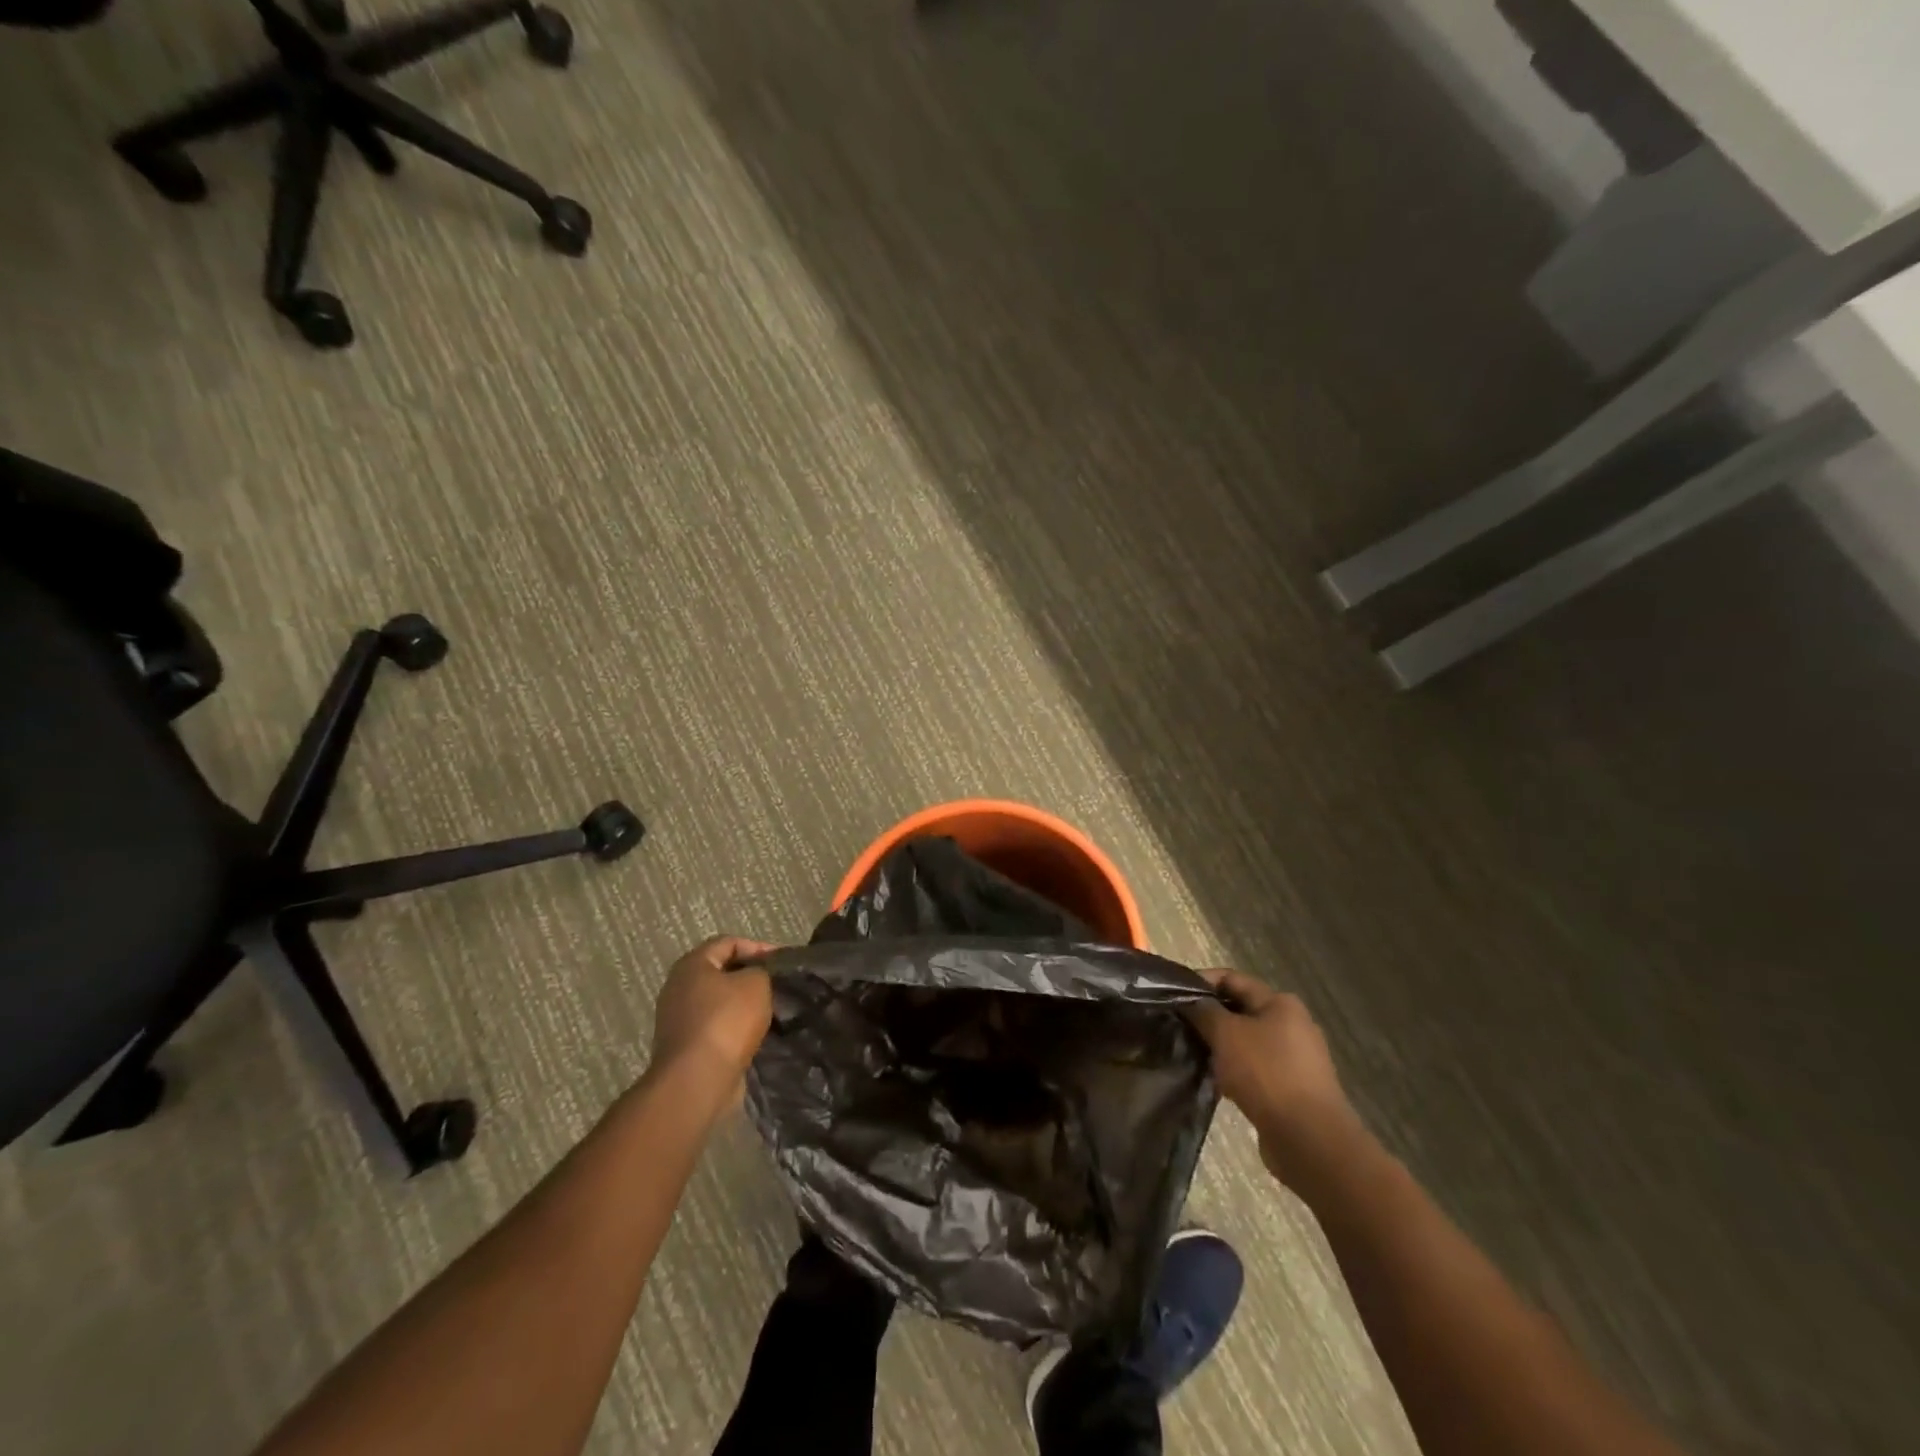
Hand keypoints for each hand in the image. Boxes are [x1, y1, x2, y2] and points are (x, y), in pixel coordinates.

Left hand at [649, 936, 775, 1089]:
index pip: (728, 943)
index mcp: (692, 965)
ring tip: (773, 1010)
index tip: (783, 962)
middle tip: (778, 984)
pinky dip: (736, 1029)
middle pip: (722, 973)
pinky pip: (716, 1028)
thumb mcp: (756, 983)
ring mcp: (678, 1020)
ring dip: (745, 1005)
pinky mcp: (685, 1047)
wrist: (698, 1081)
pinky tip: (757, 1035)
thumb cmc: (726, 1021)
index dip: (758, 947)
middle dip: (751, 977)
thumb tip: (758, 977)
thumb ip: (761, 971)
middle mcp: (679, 988)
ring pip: (720, 1002)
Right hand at [1185, 969, 1360, 1185]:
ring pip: (1246, 1042)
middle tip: (1179, 1026)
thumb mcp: (1225, 1033)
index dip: (1200, 982)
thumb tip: (1189, 1001)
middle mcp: (1292, 1025)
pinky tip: (1215, 1082)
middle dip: (1209, 1017)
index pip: (1232, 979)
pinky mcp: (1293, 1088)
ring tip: (1192, 1054)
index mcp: (1280, 1003)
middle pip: (1240, 1010)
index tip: (1173, 995)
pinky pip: (1255, 1069)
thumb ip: (1203, 1011)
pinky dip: (1234, 1071)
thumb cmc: (1266, 1073)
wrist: (1308, 1138)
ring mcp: (1295, 1059)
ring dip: (1220, 1047)